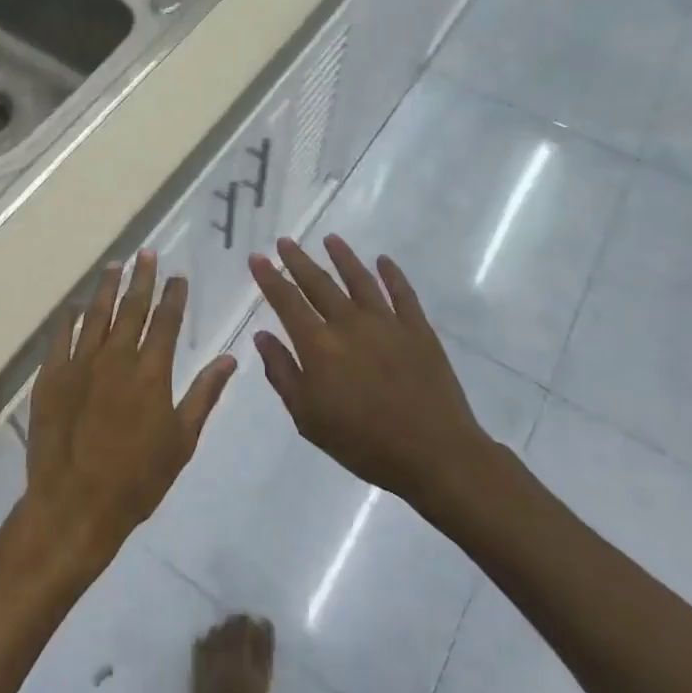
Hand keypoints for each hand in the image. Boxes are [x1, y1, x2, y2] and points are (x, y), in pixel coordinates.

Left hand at [20, 251, 236, 576]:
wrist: (75, 505)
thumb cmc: (137, 479)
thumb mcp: (182, 441)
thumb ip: (204, 395)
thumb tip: (229, 358)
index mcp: (151, 371)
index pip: (167, 321)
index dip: (174, 296)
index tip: (178, 276)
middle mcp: (116, 357)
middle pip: (132, 307)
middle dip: (142, 278)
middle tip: (146, 254)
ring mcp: (80, 364)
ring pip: (96, 314)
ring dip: (107, 288)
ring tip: (115, 265)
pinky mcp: (52, 377)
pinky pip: (61, 337)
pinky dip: (70, 318)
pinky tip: (75, 306)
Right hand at [249, 236, 489, 505]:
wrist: (434, 454)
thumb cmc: (363, 443)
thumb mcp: (308, 418)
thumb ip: (282, 373)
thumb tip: (262, 336)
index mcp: (319, 346)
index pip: (287, 301)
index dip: (270, 278)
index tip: (257, 257)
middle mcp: (349, 323)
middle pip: (319, 283)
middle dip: (298, 260)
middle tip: (285, 240)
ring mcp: (386, 322)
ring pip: (359, 279)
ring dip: (342, 256)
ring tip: (330, 239)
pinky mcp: (418, 328)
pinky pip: (402, 292)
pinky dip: (392, 273)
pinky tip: (383, 260)